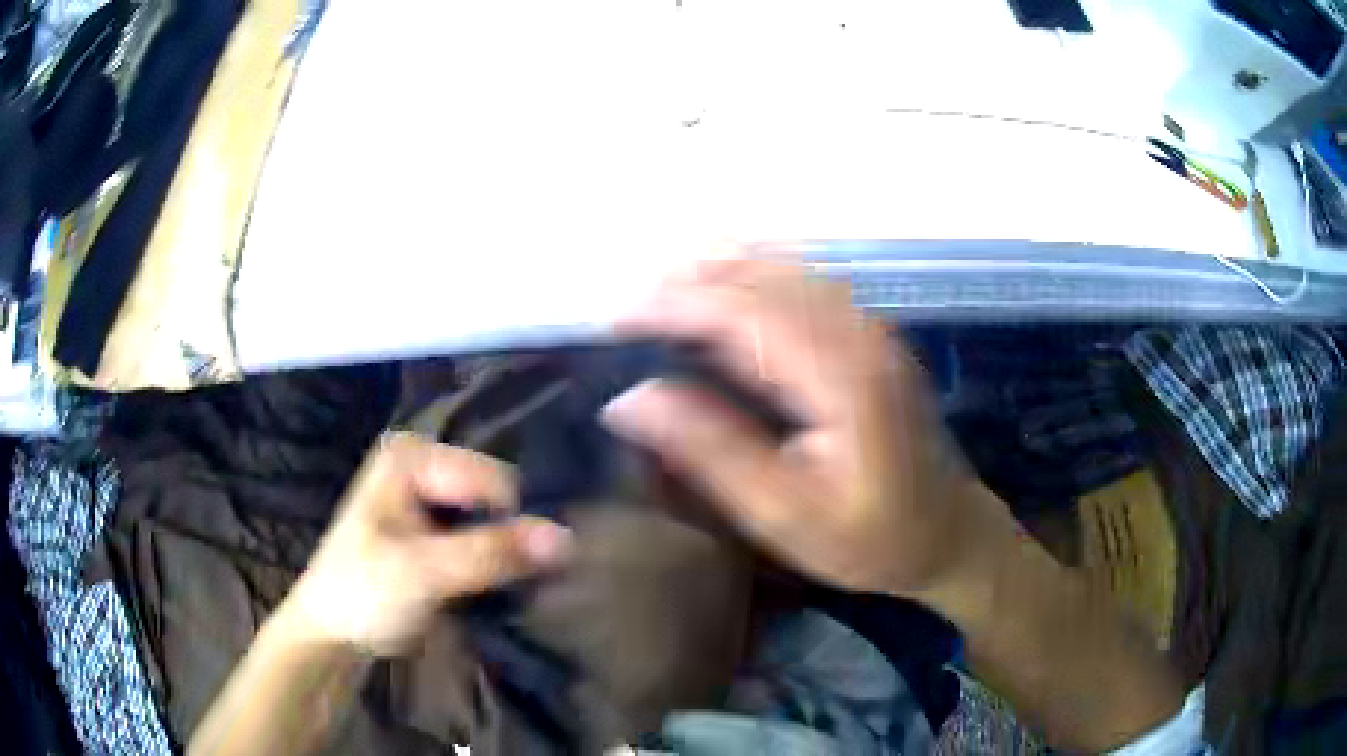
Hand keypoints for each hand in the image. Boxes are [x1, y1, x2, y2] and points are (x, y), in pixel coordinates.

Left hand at [284, 433, 573, 653]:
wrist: (333, 636)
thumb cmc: (364, 593)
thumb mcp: (425, 571)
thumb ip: (492, 552)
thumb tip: (568, 538)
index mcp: (412, 455)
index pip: (494, 480)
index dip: (512, 524)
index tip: (518, 569)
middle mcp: (423, 465)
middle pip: (494, 496)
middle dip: (510, 536)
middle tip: (516, 580)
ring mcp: (427, 498)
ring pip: (492, 518)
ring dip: (506, 552)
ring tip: (513, 585)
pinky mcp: (434, 531)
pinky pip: (482, 537)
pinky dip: (494, 561)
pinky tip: (498, 585)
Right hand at [602, 260, 978, 596]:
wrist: (947, 534)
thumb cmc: (868, 538)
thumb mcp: (783, 514)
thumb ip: (709, 451)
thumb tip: (629, 400)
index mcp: (840, 376)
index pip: (744, 312)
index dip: (675, 305)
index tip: (616, 319)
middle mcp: (859, 334)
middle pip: (763, 279)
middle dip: (689, 283)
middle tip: (629, 308)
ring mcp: (871, 329)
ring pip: (784, 271)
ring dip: (719, 273)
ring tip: (661, 292)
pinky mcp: (872, 337)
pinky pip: (806, 284)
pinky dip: (756, 277)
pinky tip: (726, 285)